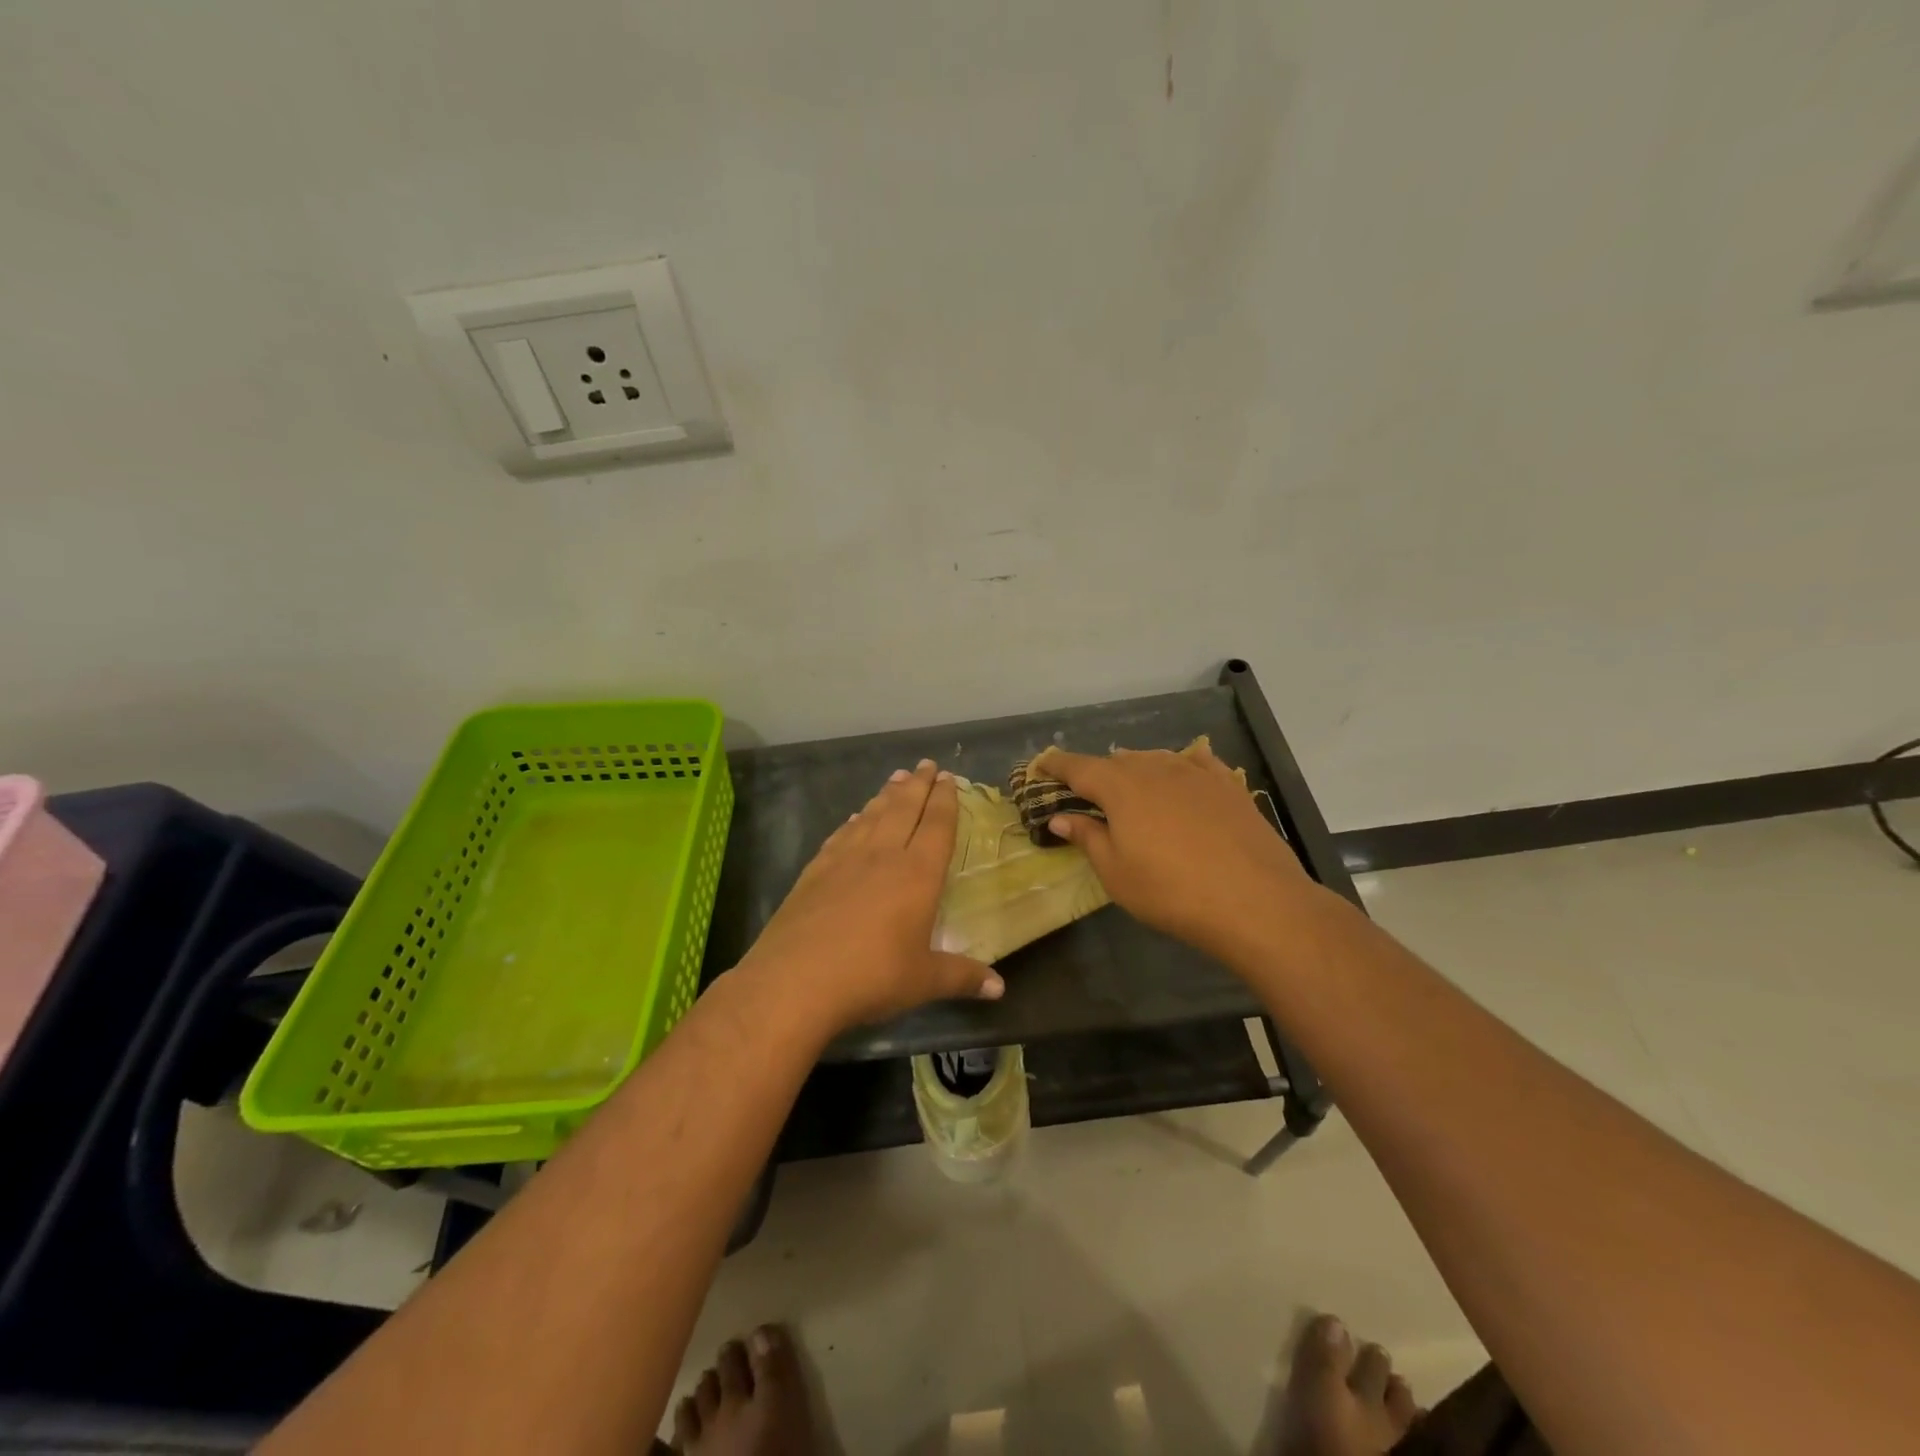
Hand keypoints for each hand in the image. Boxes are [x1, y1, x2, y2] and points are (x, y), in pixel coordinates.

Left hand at [738, 759, 1002, 1030]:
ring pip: (872, 816)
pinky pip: (842, 835)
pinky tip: (856, 818)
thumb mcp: (923, 981)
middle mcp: (882, 856)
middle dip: (918, 785)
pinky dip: (854, 821)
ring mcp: (844, 860)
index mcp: (917, 874)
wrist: (794, 980)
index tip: (948, 778)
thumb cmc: (871, 977)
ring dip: (886, 795)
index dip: (945, 800)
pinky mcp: (815, 871)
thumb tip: (999, 989)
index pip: (936, 826)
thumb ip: (962, 977)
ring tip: (896, 778)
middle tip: (926, 764)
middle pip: (904, 809)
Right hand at [1033, 741, 1321, 963]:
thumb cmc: (1171, 891)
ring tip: (1129, 786)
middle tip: (1086, 794)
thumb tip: (1060, 818)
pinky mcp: (1228, 785)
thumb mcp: (1116, 872)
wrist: (1255, 901)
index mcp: (1120, 787)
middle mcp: (1155, 768)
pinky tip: (1182, 774)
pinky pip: (1195, 763)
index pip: (1077, 767)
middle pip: (1116, 762)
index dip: (1055, 765)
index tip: (1040, 765)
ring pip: (1154, 760)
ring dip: (1135, 770)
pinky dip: (1178, 766)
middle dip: (1096, 773)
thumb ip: (1087, 837)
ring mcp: (1195, 773)